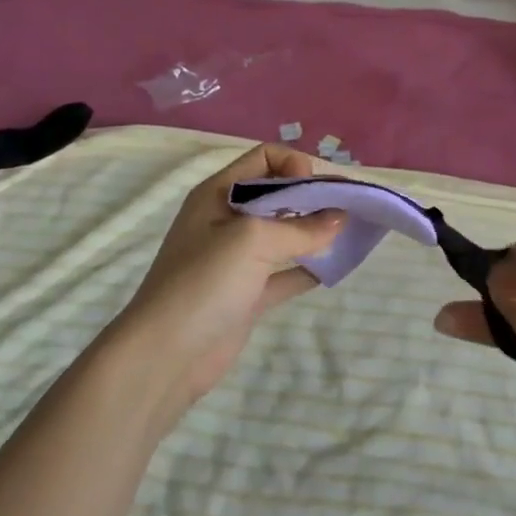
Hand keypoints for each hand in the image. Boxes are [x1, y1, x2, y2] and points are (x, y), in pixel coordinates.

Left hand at [107, 144, 340, 427]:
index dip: (294, 165)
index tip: (317, 189)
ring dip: (315, 231)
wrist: (164, 357)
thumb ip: (300, 228)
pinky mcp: (247, 294)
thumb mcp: (253, 241)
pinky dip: (309, 268)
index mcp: (220, 193)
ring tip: (351, 232)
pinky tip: (336, 268)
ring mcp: (237, 259)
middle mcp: (227, 219)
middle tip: (349, 207)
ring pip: (284, 234)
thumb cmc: (204, 282)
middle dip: (313, 196)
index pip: (264, 158)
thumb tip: (340, 218)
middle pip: (277, 194)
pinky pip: (285, 272)